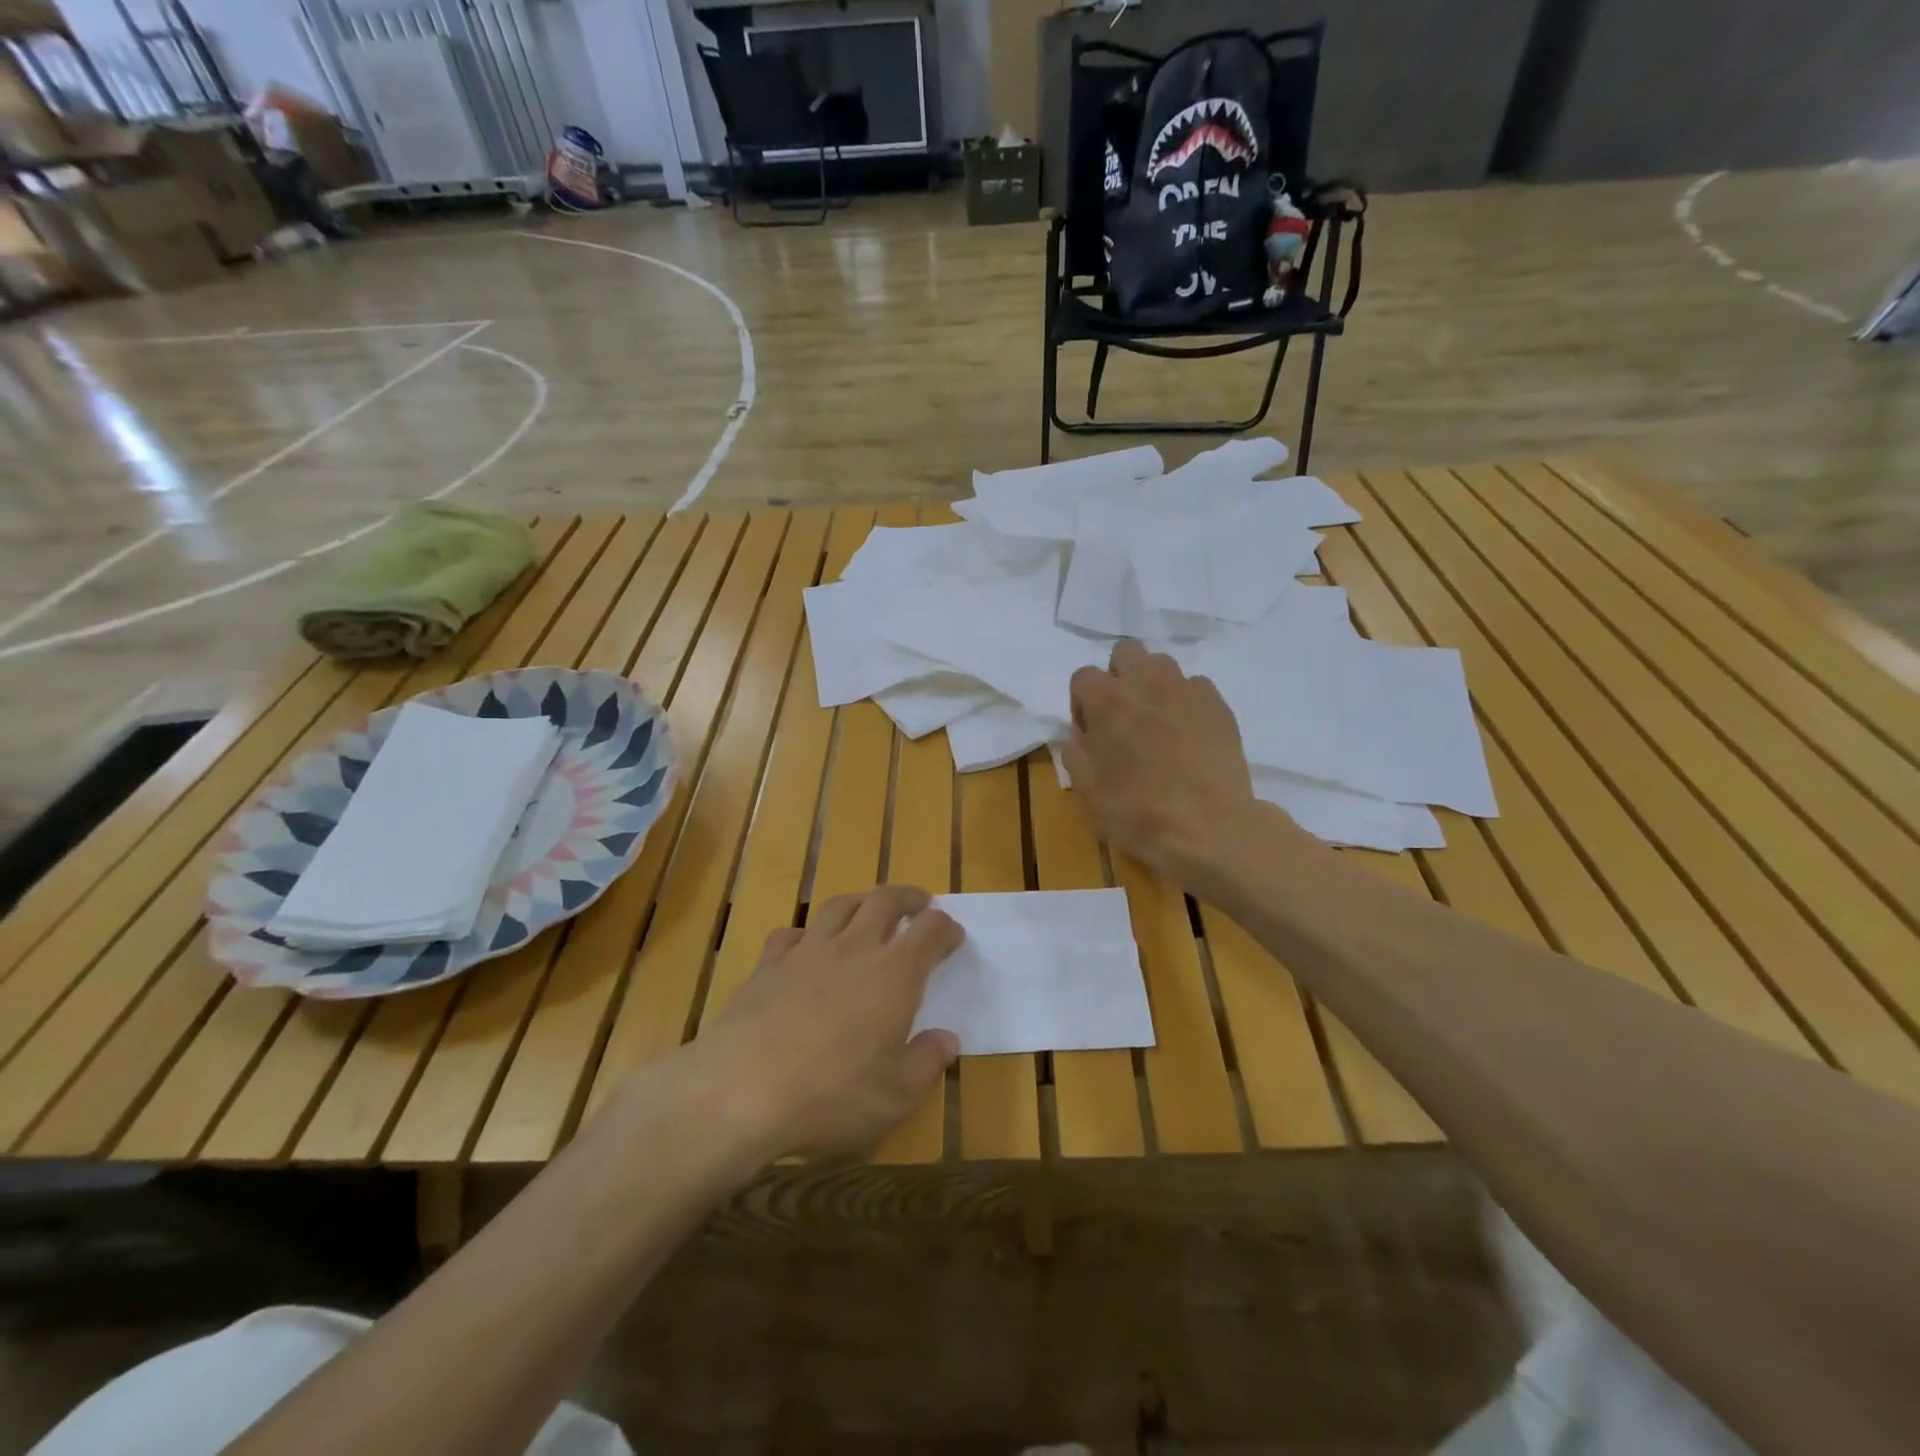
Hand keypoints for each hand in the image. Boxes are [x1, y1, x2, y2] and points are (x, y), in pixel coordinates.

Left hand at [702, 886, 962, 1162]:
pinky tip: (806, 946)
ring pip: (839, 907)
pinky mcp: (767, 966)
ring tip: (869, 908)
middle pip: (884, 901)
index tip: (953, 934)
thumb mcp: (896, 1095)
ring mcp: (806, 952)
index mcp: (895, 974)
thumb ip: (927, 1062)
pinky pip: (791, 933)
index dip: (945, 928)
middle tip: (920, 902)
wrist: (741, 1090)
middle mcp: (854, 949)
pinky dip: (807, 933)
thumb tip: (947, 1039)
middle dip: (908, 897)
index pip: (930, 932)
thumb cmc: (832, 1094)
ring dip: (861, 901)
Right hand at [1065, 640, 1260, 882]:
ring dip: (1153, 686)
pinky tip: (1189, 736)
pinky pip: (1195, 688)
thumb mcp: (1086, 787)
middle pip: (1125, 653)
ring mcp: (1186, 690)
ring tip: (1158, 723)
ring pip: (1162, 665)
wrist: (1207, 828)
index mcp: (1107, 700)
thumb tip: (1084, 733)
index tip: (1091, 733)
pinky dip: (1186, 703)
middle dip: (1119, 677)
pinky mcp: (1218, 704)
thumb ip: (1076, 749)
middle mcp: (1145, 682)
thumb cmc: (1136, 810)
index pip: (1082, 676)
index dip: (1082, 703)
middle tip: (1123, 717)